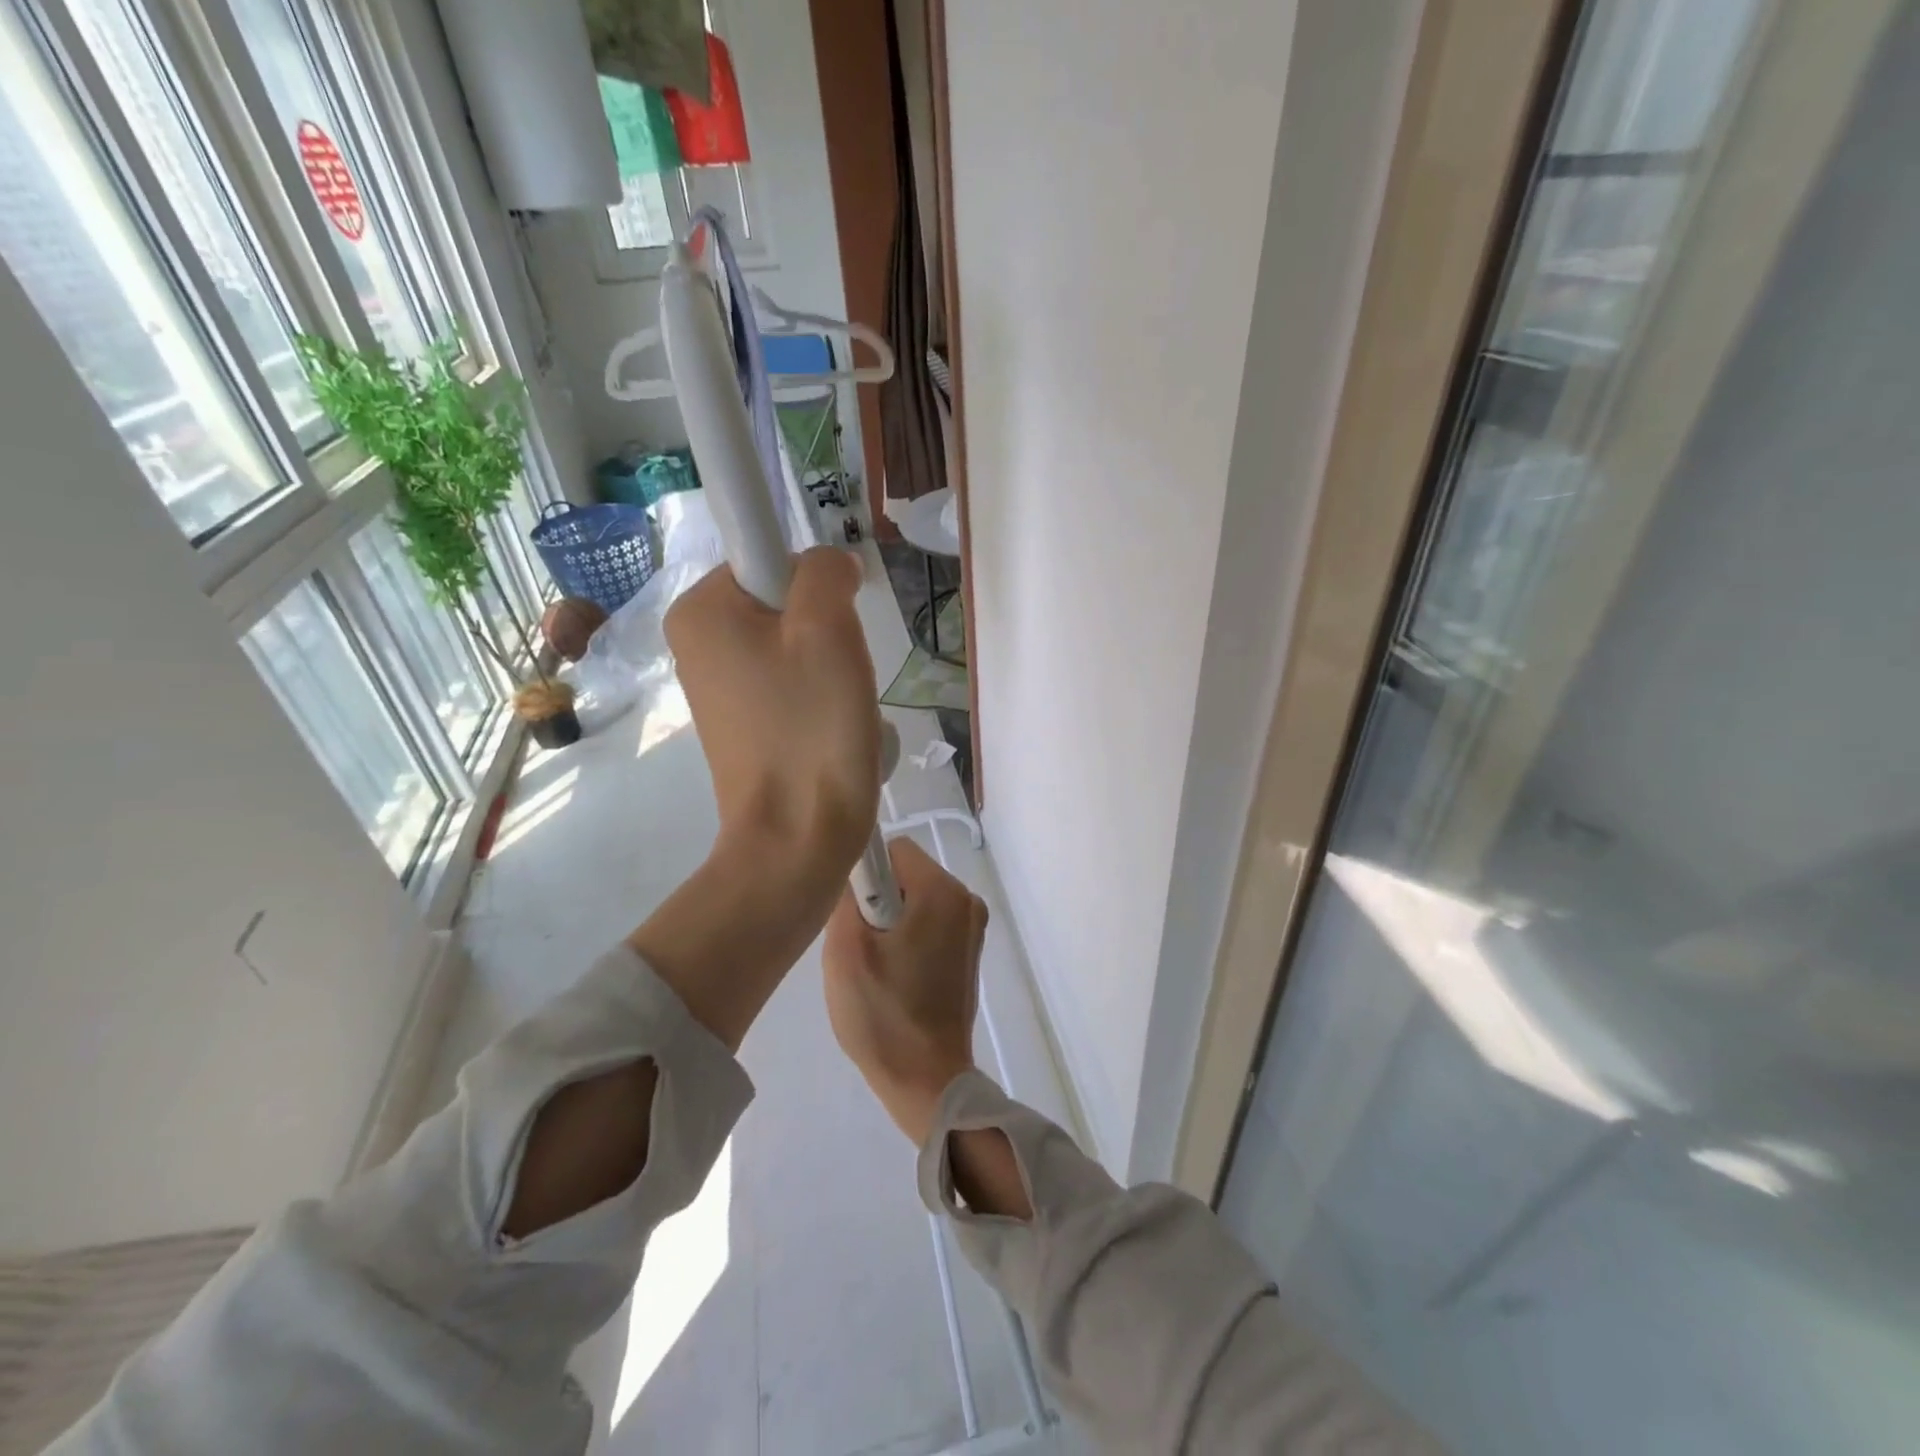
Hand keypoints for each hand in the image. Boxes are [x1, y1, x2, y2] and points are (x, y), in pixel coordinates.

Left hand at [629, 547, 879, 1051]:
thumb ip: (824, 570)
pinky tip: (831, 733)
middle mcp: (696, 640)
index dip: (816, 585)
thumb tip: (830, 567)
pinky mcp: (742, 721)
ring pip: (796, 644)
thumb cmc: (811, 730)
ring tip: (839, 712)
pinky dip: (821, 700)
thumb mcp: (827, 628)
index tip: (835, 630)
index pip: (771, 555)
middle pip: (785, 601)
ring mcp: (717, 685)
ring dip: (832, 669)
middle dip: (827, 632)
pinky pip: (792, 684)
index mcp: (700, 609)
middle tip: (839, 676)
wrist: (798, 839)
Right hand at [823, 838, 987, 1142]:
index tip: (855, 916)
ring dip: (893, 922)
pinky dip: (911, 937)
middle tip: (863, 948)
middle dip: (879, 901)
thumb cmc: (882, 1014)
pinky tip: (898, 976)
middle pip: (907, 874)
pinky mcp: (971, 950)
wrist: (927, 1080)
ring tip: (879, 967)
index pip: (892, 850)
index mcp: (942, 892)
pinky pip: (931, 922)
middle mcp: (967, 900)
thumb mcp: (844, 951)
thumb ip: (847, 896)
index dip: (866, 876)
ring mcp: (974, 927)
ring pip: (917, 899)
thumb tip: (855, 871)